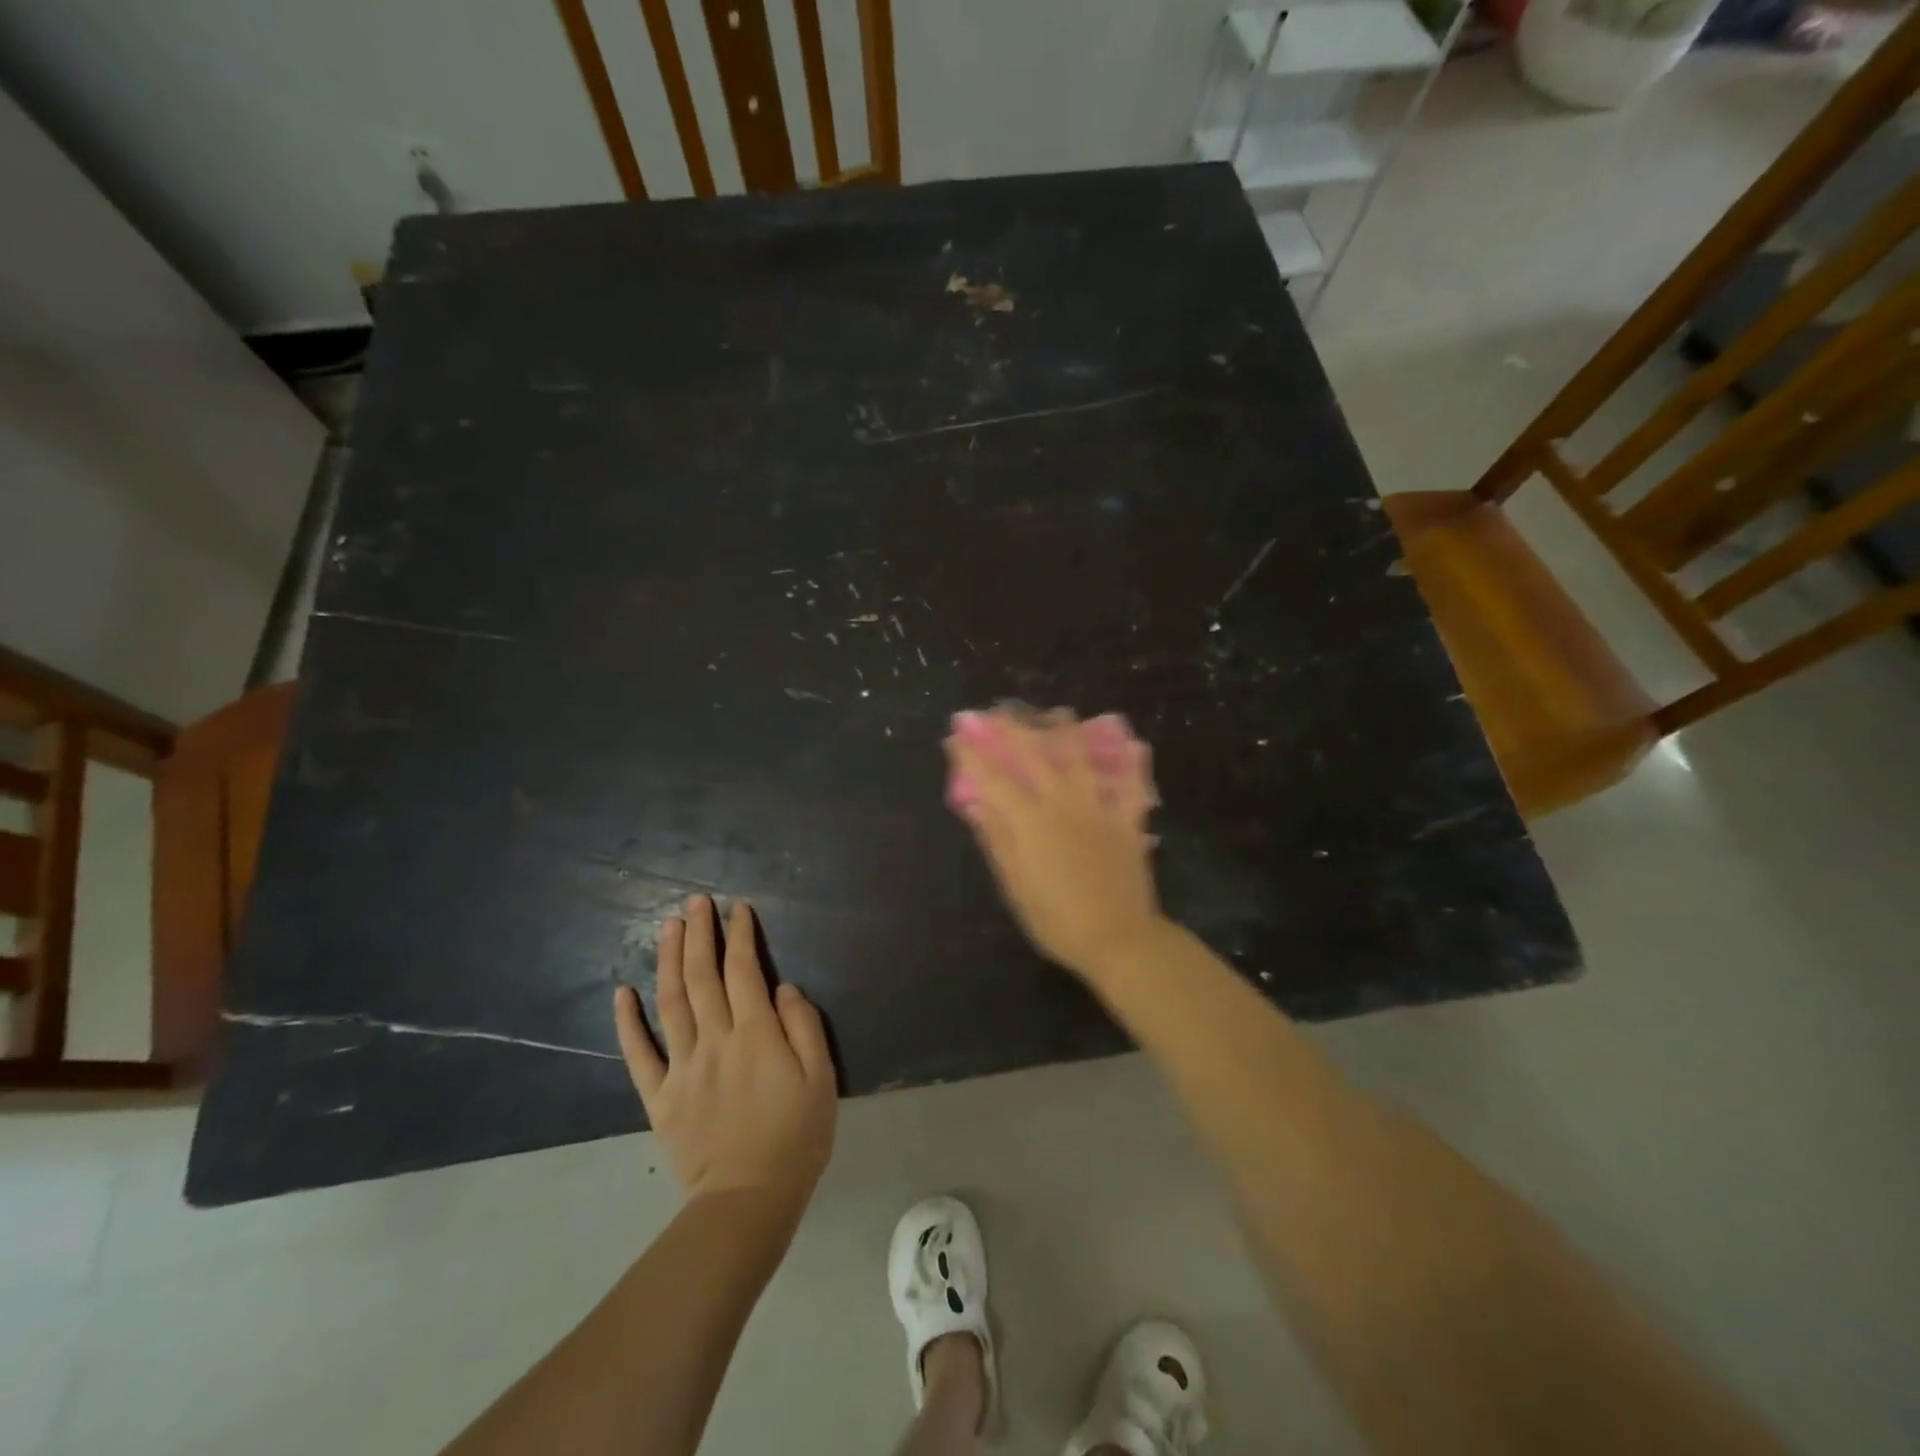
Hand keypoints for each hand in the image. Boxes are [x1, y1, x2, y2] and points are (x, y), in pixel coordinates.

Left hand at [613, 896, 835, 1218]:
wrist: (747, 1201)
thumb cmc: (795, 1138)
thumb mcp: (821, 1079)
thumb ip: (804, 1027)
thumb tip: (784, 987)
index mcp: (756, 1034)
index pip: (744, 971)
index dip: (741, 936)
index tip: (738, 909)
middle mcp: (716, 1040)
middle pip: (703, 977)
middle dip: (700, 935)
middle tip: (695, 902)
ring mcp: (682, 1067)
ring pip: (671, 1002)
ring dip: (669, 961)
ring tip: (667, 927)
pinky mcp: (660, 1096)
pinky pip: (639, 1054)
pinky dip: (628, 1022)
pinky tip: (622, 992)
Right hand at [944, 708, 1167, 981]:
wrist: (1117, 938)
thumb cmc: (1056, 918)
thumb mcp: (1014, 884)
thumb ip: (996, 838)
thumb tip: (976, 803)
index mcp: (1028, 820)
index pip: (991, 777)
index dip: (971, 753)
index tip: (957, 736)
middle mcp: (1062, 801)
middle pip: (1032, 750)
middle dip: (1009, 727)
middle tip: (995, 715)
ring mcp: (1098, 805)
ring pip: (1080, 752)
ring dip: (1064, 728)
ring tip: (1054, 715)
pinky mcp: (1127, 817)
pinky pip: (1131, 781)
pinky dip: (1130, 761)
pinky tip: (1128, 744)